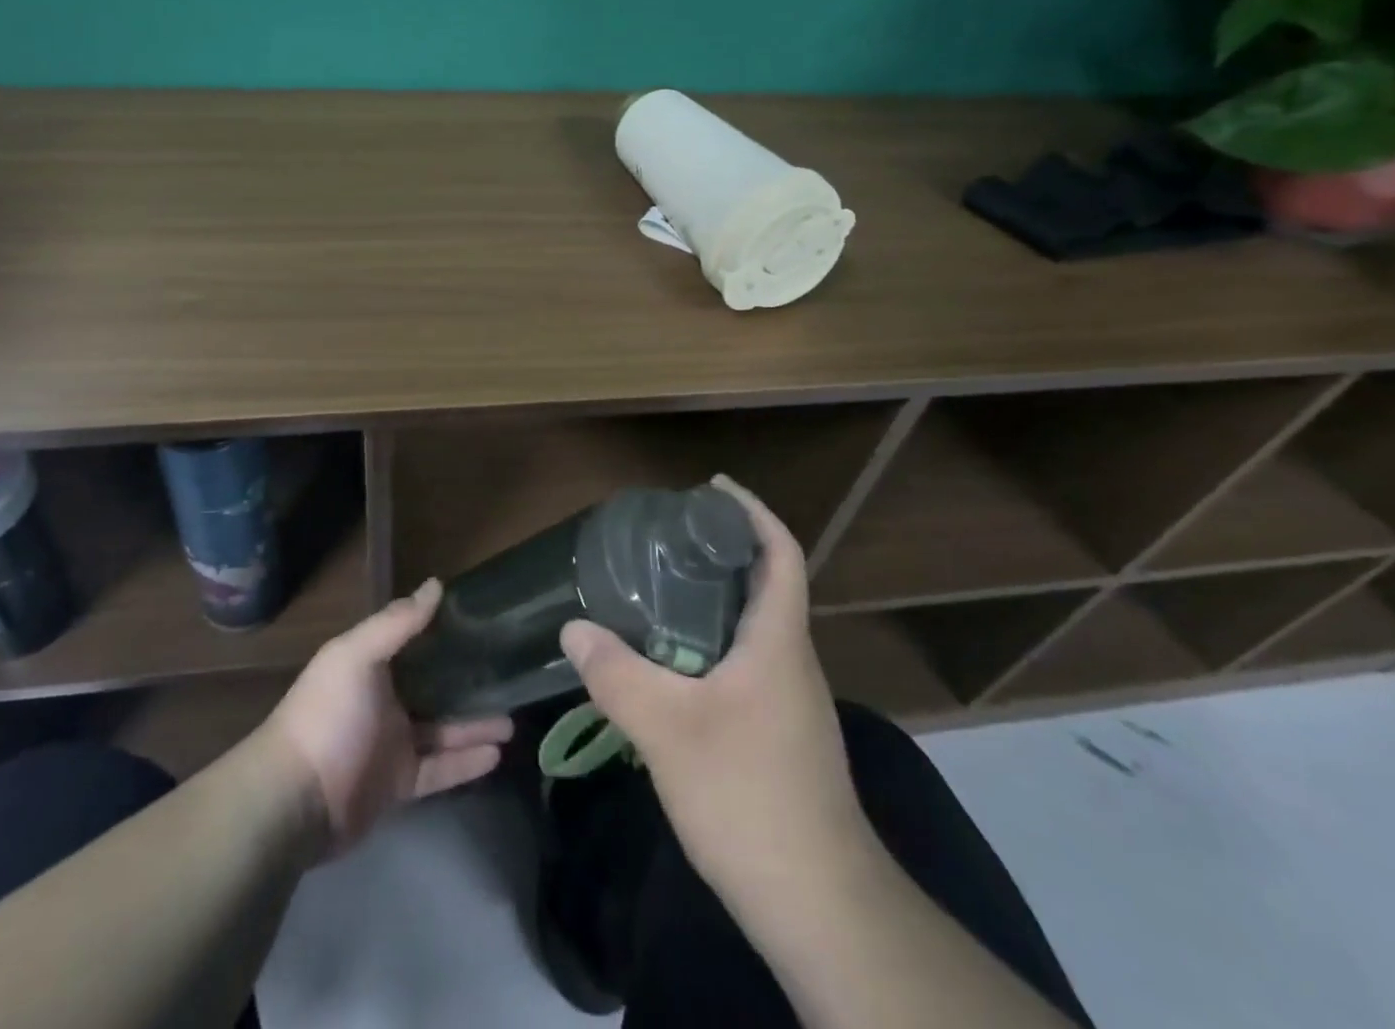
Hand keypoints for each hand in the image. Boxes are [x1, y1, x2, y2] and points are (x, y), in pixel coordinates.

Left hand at [257, 579, 512, 856]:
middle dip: (467, 683)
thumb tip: (436, 584)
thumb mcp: (357, 656)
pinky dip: (466, 762)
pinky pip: (439, 769)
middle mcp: (383, 700)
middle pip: (433, 687)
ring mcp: (391, 744)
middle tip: (509, 676)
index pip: (414, 642)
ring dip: (475, 724)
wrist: (293, 800)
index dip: (444, 632)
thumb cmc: (327, 715)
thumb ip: (397, 622)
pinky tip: (497, 754)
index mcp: (370, 665)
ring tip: (514, 720)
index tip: (483, 622)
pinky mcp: (398, 784)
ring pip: (443, 730)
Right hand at [559, 476, 861, 901]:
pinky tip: (668, 663)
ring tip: (654, 591)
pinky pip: (743, 665)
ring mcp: (789, 702)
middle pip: (762, 585)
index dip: (752, 513)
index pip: (780, 554)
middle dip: (718, 553)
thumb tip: (574, 627)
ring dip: (710, 601)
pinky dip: (708, 645)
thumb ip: (616, 674)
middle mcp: (791, 662)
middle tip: (661, 539)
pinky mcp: (779, 735)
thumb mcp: (668, 730)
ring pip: (750, 629)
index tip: (711, 489)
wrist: (820, 906)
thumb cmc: (749, 797)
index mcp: (778, 642)